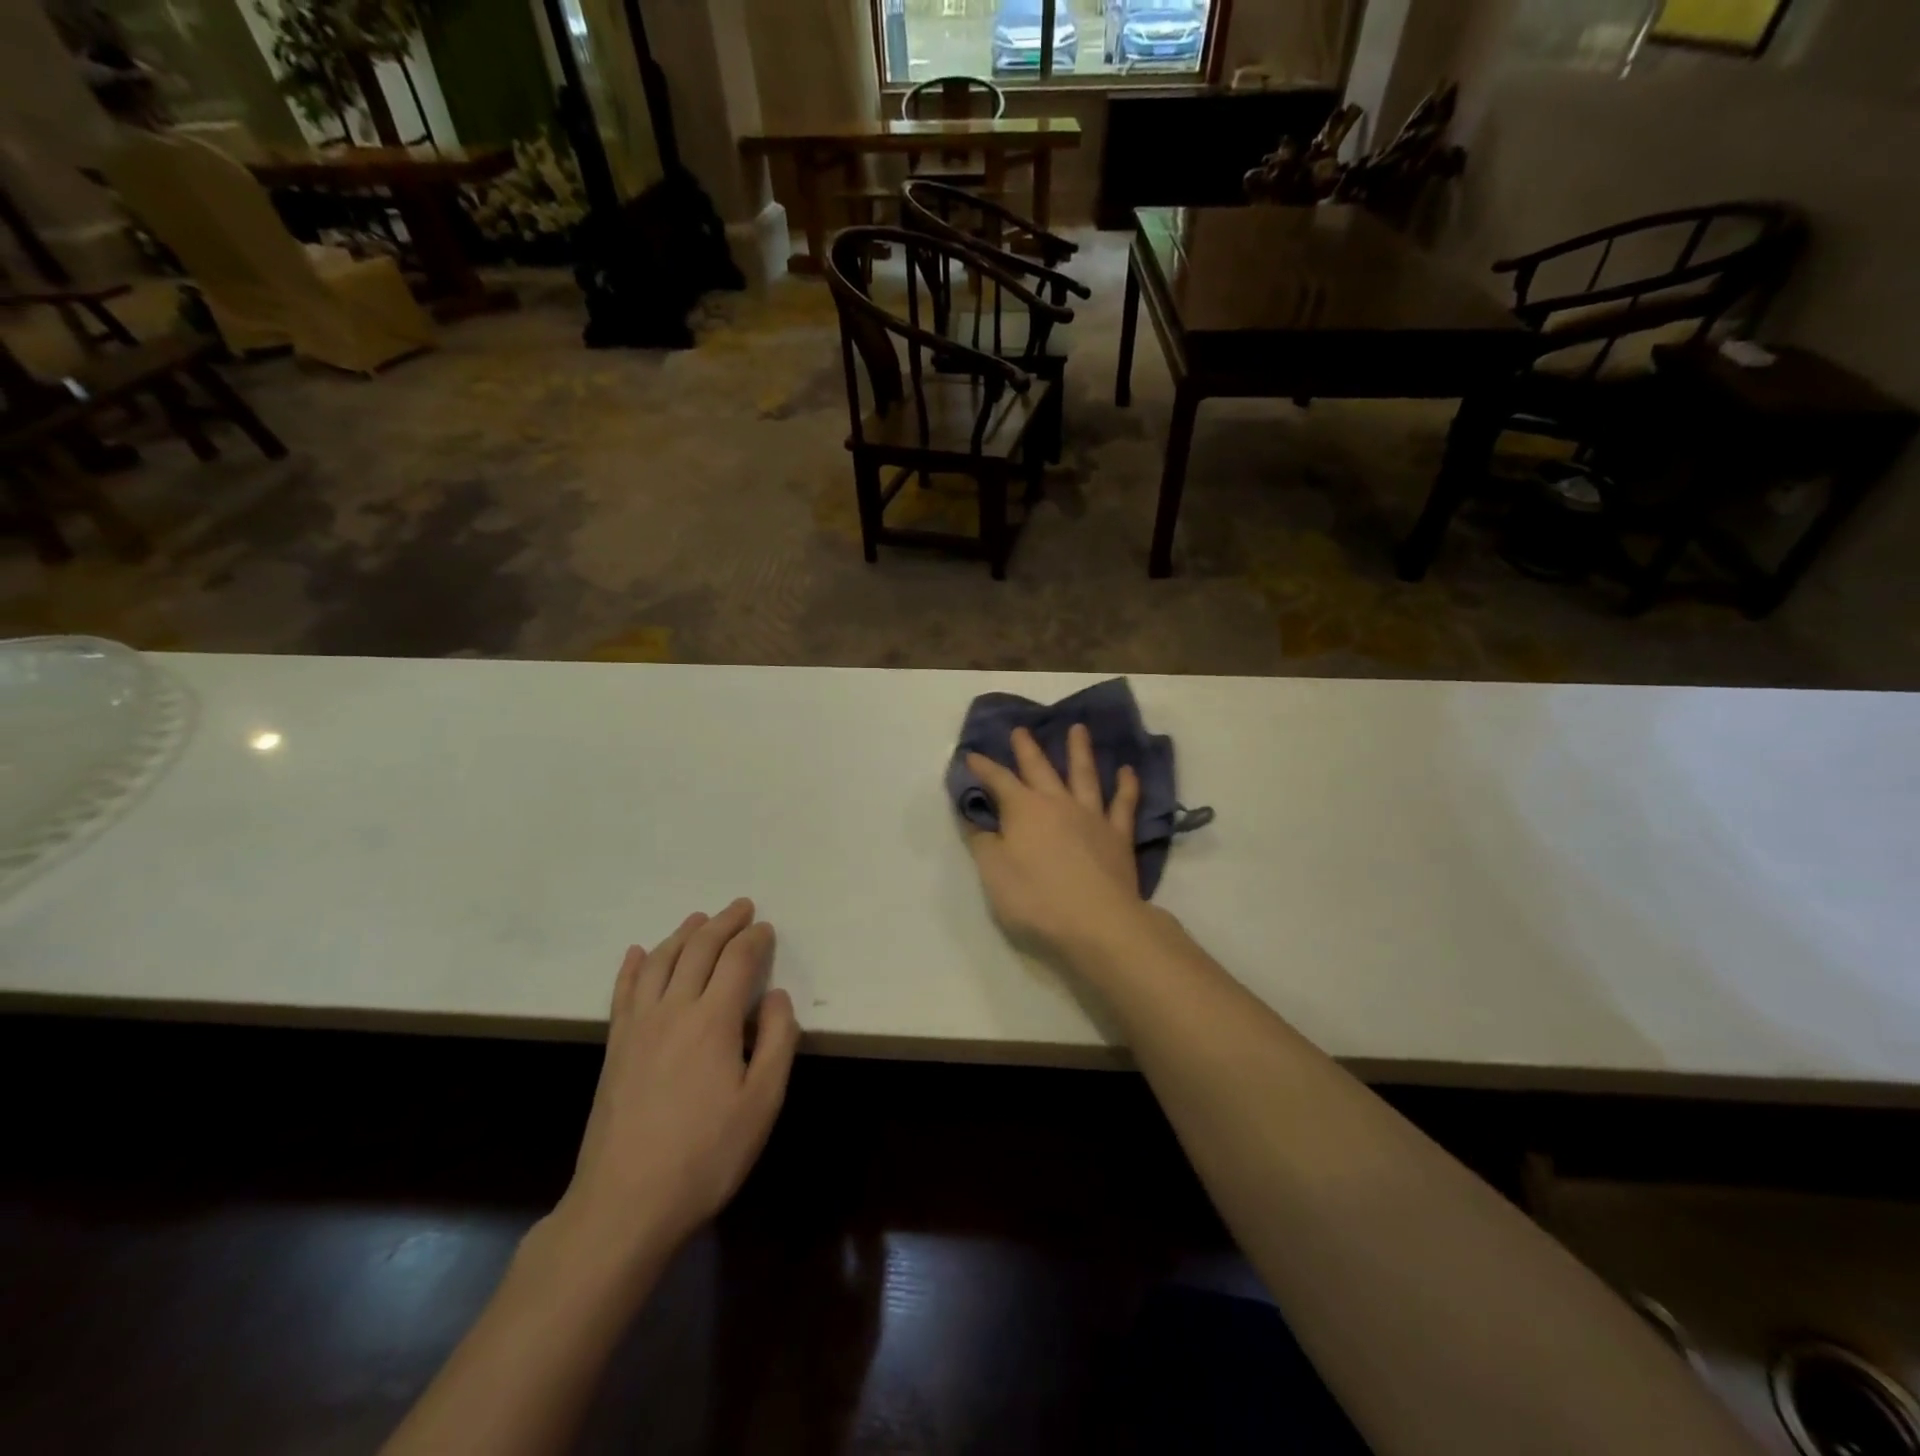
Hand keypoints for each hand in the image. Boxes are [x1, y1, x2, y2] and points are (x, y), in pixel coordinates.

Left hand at [557, 899, 799, 1271]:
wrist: (625, 1203)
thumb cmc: (706, 1154)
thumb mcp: (762, 1102)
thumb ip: (776, 1040)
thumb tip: (775, 995)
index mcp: (713, 1019)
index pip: (737, 960)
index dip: (754, 939)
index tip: (767, 927)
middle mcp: (673, 1009)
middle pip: (698, 950)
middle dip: (722, 924)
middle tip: (740, 907)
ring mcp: (637, 1027)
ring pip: (660, 962)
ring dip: (682, 934)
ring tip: (699, 919)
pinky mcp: (615, 1048)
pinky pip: (624, 992)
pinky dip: (634, 966)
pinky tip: (639, 953)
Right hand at [965, 724, 1149, 958]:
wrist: (1097, 922)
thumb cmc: (1036, 899)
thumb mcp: (994, 873)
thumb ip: (983, 842)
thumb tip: (974, 818)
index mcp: (1024, 810)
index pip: (998, 781)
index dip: (983, 768)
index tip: (971, 755)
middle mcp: (1057, 803)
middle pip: (1040, 769)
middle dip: (1027, 749)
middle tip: (1021, 729)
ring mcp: (1091, 816)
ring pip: (1084, 775)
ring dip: (1079, 750)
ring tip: (1078, 728)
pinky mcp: (1118, 835)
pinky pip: (1123, 804)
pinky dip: (1126, 785)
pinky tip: (1128, 770)